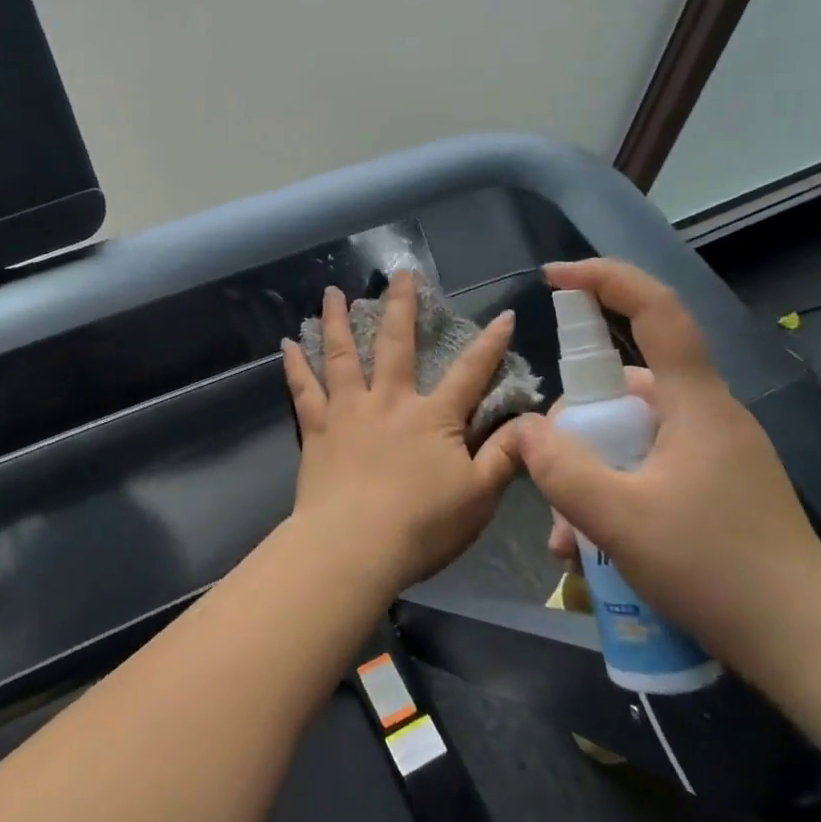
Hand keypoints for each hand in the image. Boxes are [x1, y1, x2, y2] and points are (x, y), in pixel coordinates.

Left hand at [281, 272, 521, 597]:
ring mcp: (348, 411)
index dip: (491, 345)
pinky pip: (304, 389)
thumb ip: (505, 456)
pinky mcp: (316, 429)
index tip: (504, 315)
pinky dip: (295, 365)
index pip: (470, 373)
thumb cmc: (422, 525)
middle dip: (401, 306)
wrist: (354, 547)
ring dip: (338, 320)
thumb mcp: (479, 496)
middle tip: (399, 274)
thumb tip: (532, 422)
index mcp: (433, 417)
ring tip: (333, 291)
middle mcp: (389, 401)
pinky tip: (288, 344)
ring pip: (342, 355)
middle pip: (396, 344)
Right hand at [507, 259, 820, 695]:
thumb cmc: (717, 571)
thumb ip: (562, 469)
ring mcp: (714, 453)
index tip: (553, 279)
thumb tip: (526, 430)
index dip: (606, 280)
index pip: (656, 310)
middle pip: (624, 390)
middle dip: (575, 431)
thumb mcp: (620, 520)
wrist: (811, 648)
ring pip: (630, 438)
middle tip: (548, 483)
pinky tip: (593, 547)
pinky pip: (647, 469)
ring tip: (570, 540)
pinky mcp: (716, 486)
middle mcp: (707, 415)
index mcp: (697, 403)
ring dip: (589, 476)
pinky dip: (614, 494)